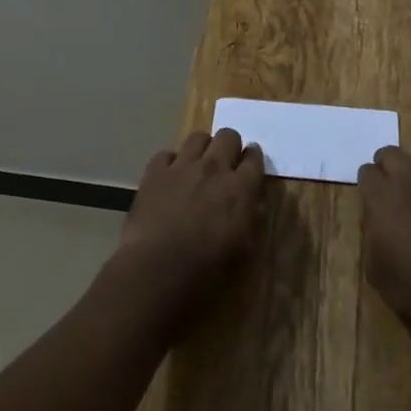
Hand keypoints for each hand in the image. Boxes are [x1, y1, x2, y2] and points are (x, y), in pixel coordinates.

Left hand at [108, 128, 265, 337]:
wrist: (156, 273)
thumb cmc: (205, 274)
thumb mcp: (243, 252)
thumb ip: (250, 218)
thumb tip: (251, 202)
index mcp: (240, 189)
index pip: (255, 158)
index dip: (253, 159)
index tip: (250, 165)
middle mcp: (214, 168)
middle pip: (228, 136)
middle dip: (230, 147)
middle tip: (225, 165)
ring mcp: (182, 166)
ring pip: (198, 137)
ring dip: (202, 149)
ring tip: (198, 168)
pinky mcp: (155, 172)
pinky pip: (166, 154)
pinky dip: (171, 164)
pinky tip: (169, 180)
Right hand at [359, 146, 410, 356]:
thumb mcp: (377, 270)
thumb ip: (372, 234)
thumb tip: (378, 222)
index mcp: (382, 196)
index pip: (367, 172)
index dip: (367, 186)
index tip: (369, 202)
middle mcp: (410, 180)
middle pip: (392, 154)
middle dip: (387, 168)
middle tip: (388, 193)